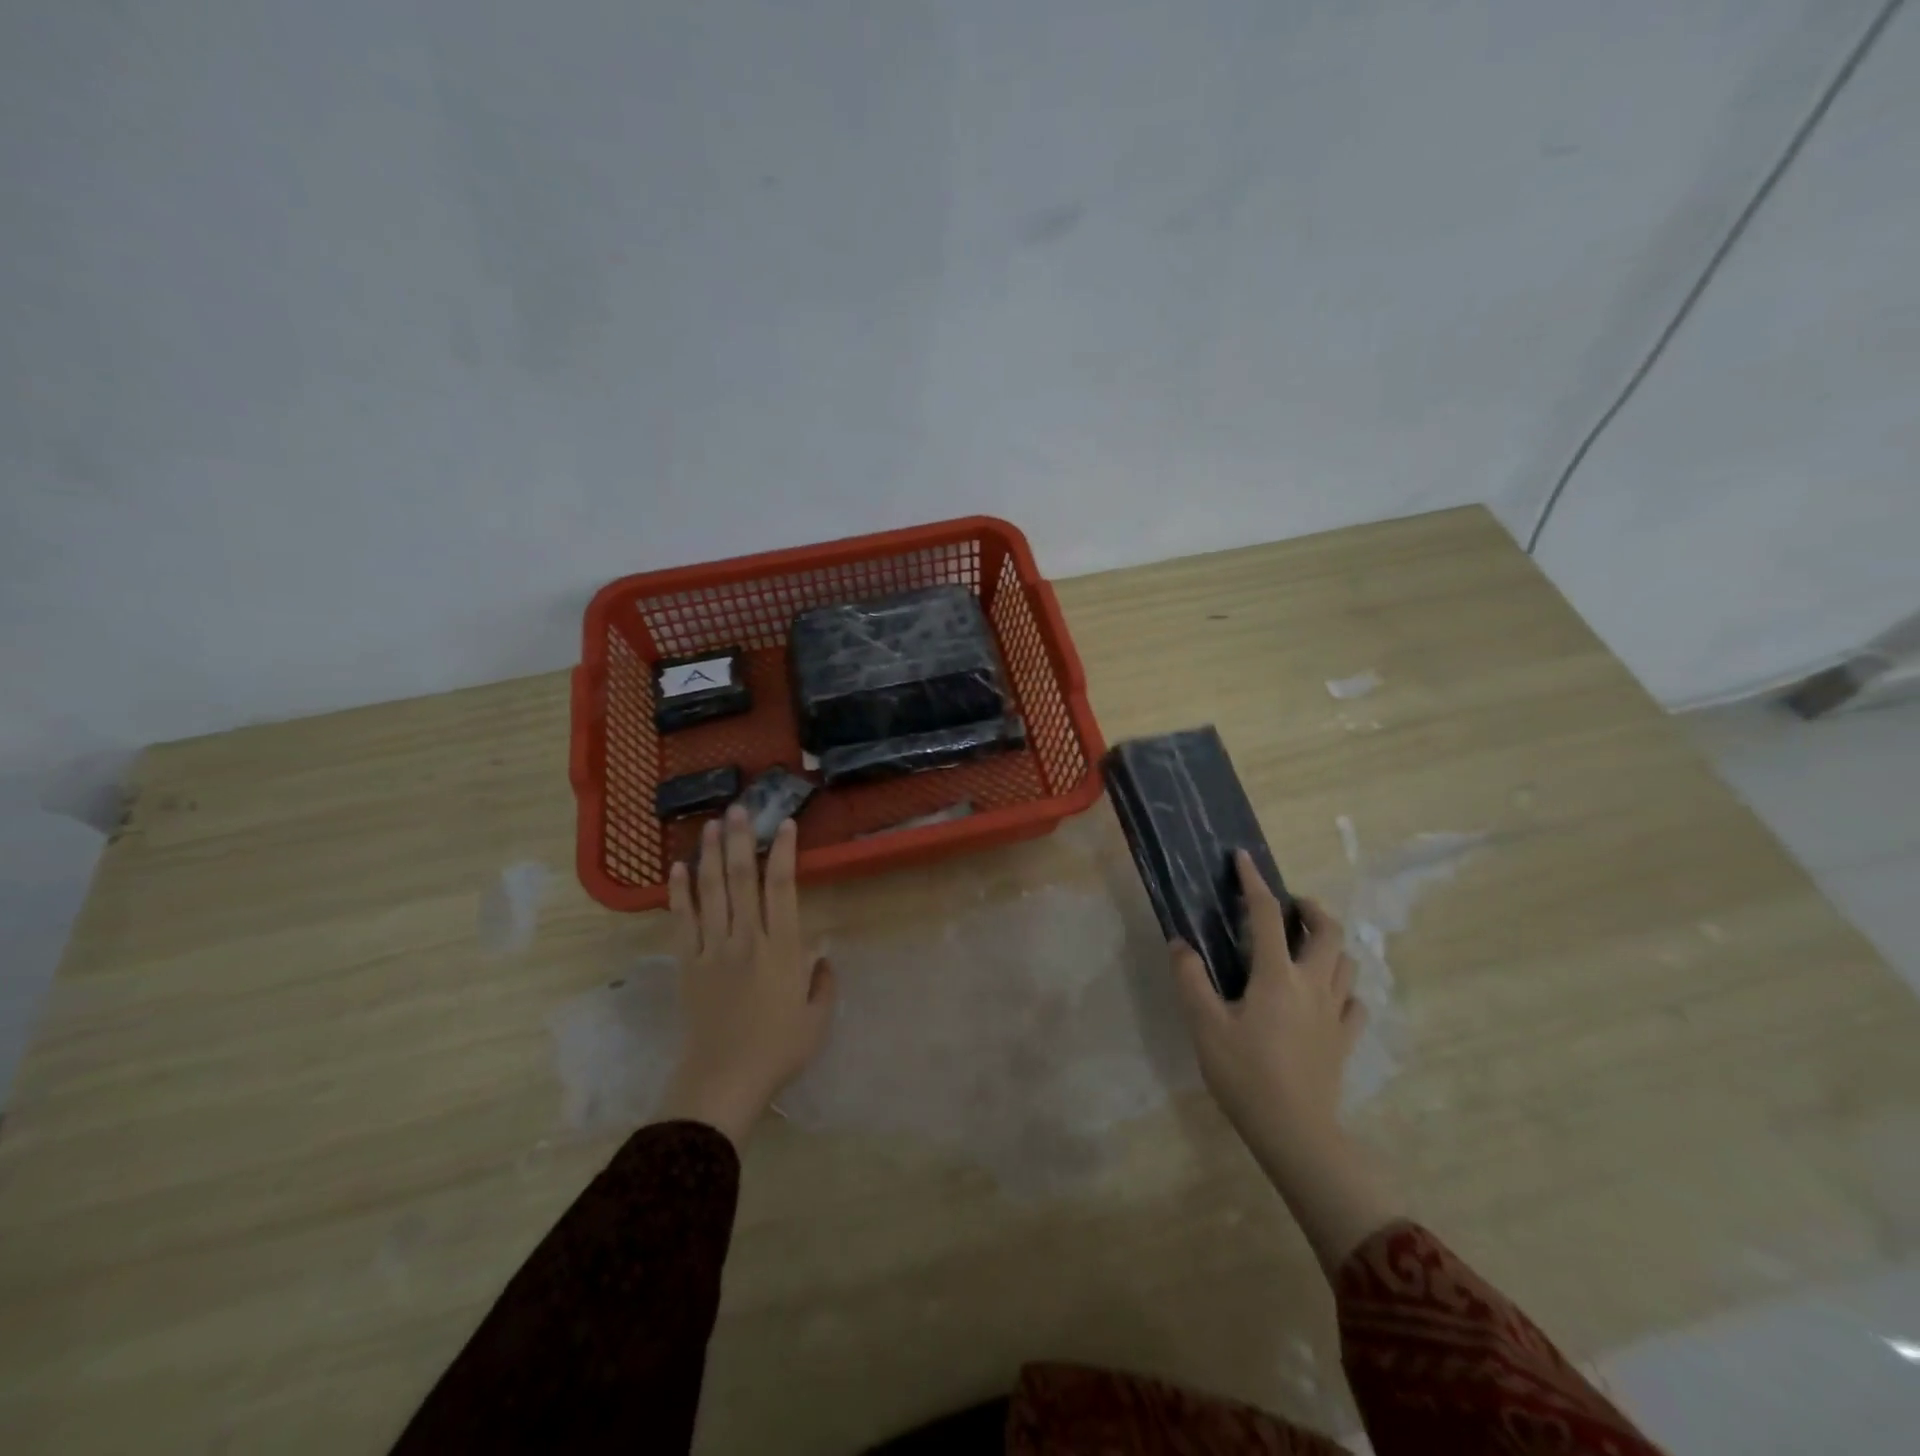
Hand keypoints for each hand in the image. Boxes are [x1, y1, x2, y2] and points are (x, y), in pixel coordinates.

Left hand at [658, 806, 834, 1149]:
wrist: (723, 1081)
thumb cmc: (777, 1050)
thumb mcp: (817, 1019)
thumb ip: (823, 983)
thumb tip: (823, 957)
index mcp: (782, 947)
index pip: (783, 887)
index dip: (784, 852)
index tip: (784, 824)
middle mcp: (746, 937)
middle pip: (742, 878)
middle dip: (741, 840)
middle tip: (739, 809)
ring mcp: (713, 948)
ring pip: (711, 891)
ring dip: (711, 854)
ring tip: (711, 825)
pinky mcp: (688, 963)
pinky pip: (682, 920)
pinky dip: (679, 892)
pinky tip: (678, 868)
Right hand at [1169, 853, 1363, 1164]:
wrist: (1294, 1132)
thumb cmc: (1244, 1074)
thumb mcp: (1205, 1024)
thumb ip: (1191, 978)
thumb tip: (1180, 942)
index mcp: (1277, 975)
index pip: (1269, 915)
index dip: (1255, 882)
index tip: (1244, 859)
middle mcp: (1313, 984)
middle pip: (1328, 931)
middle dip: (1311, 907)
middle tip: (1289, 905)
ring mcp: (1335, 1013)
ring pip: (1347, 962)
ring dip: (1330, 942)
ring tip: (1305, 944)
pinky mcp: (1345, 1040)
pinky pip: (1354, 1002)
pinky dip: (1342, 987)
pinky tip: (1325, 994)